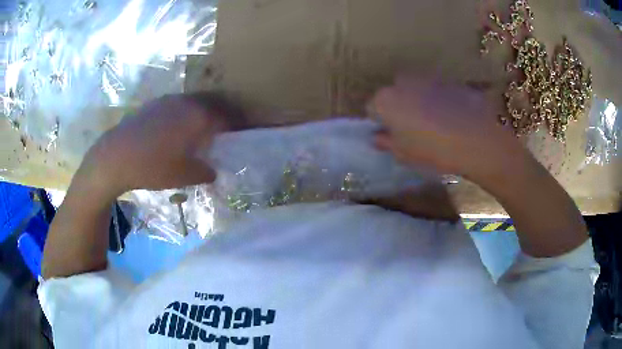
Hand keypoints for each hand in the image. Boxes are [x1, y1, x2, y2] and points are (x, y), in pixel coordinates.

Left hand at [81, 94, 228, 195]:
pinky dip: (184, 113)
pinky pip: (177, 105)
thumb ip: (204, 172)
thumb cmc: (152, 166)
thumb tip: (212, 171)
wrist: (115, 156)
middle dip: (222, 115)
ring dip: (202, 113)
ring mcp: (168, 100)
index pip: (227, 116)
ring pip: (193, 102)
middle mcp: (186, 102)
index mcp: (198, 116)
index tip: (241, 133)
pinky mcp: (153, 104)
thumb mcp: (183, 175)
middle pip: (212, 104)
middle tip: (224, 130)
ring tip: (202, 129)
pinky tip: (176, 128)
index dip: (237, 124)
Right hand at [371, 77, 525, 181]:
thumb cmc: (434, 150)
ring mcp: (427, 79)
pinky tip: (452, 118)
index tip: (391, 135)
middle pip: (394, 95)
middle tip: (412, 130)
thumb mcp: (405, 154)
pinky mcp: (448, 81)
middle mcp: (403, 83)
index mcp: (386, 100)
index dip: (380, 123)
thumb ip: (386, 143)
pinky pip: (436, 91)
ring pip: (415, 91)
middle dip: (398, 108)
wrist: (477, 139)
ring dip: (419, 103)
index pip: (372, 108)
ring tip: (435, 124)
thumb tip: (378, 137)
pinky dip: (438, 100)